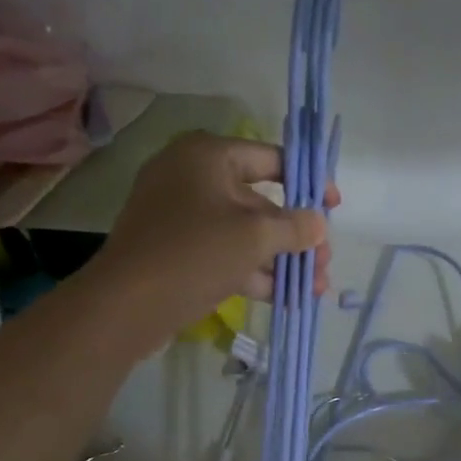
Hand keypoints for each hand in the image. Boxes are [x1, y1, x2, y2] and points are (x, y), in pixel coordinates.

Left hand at [89, 133, 339, 334]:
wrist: (127, 304)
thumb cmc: (194, 253)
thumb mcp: (254, 237)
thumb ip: (294, 227)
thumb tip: (318, 223)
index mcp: (208, 156)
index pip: (271, 158)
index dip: (308, 182)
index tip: (333, 208)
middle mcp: (192, 178)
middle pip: (260, 202)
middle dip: (296, 237)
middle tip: (324, 264)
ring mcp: (181, 217)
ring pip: (243, 234)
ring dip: (280, 260)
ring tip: (315, 288)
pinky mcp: (176, 252)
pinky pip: (223, 254)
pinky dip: (253, 273)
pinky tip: (285, 298)